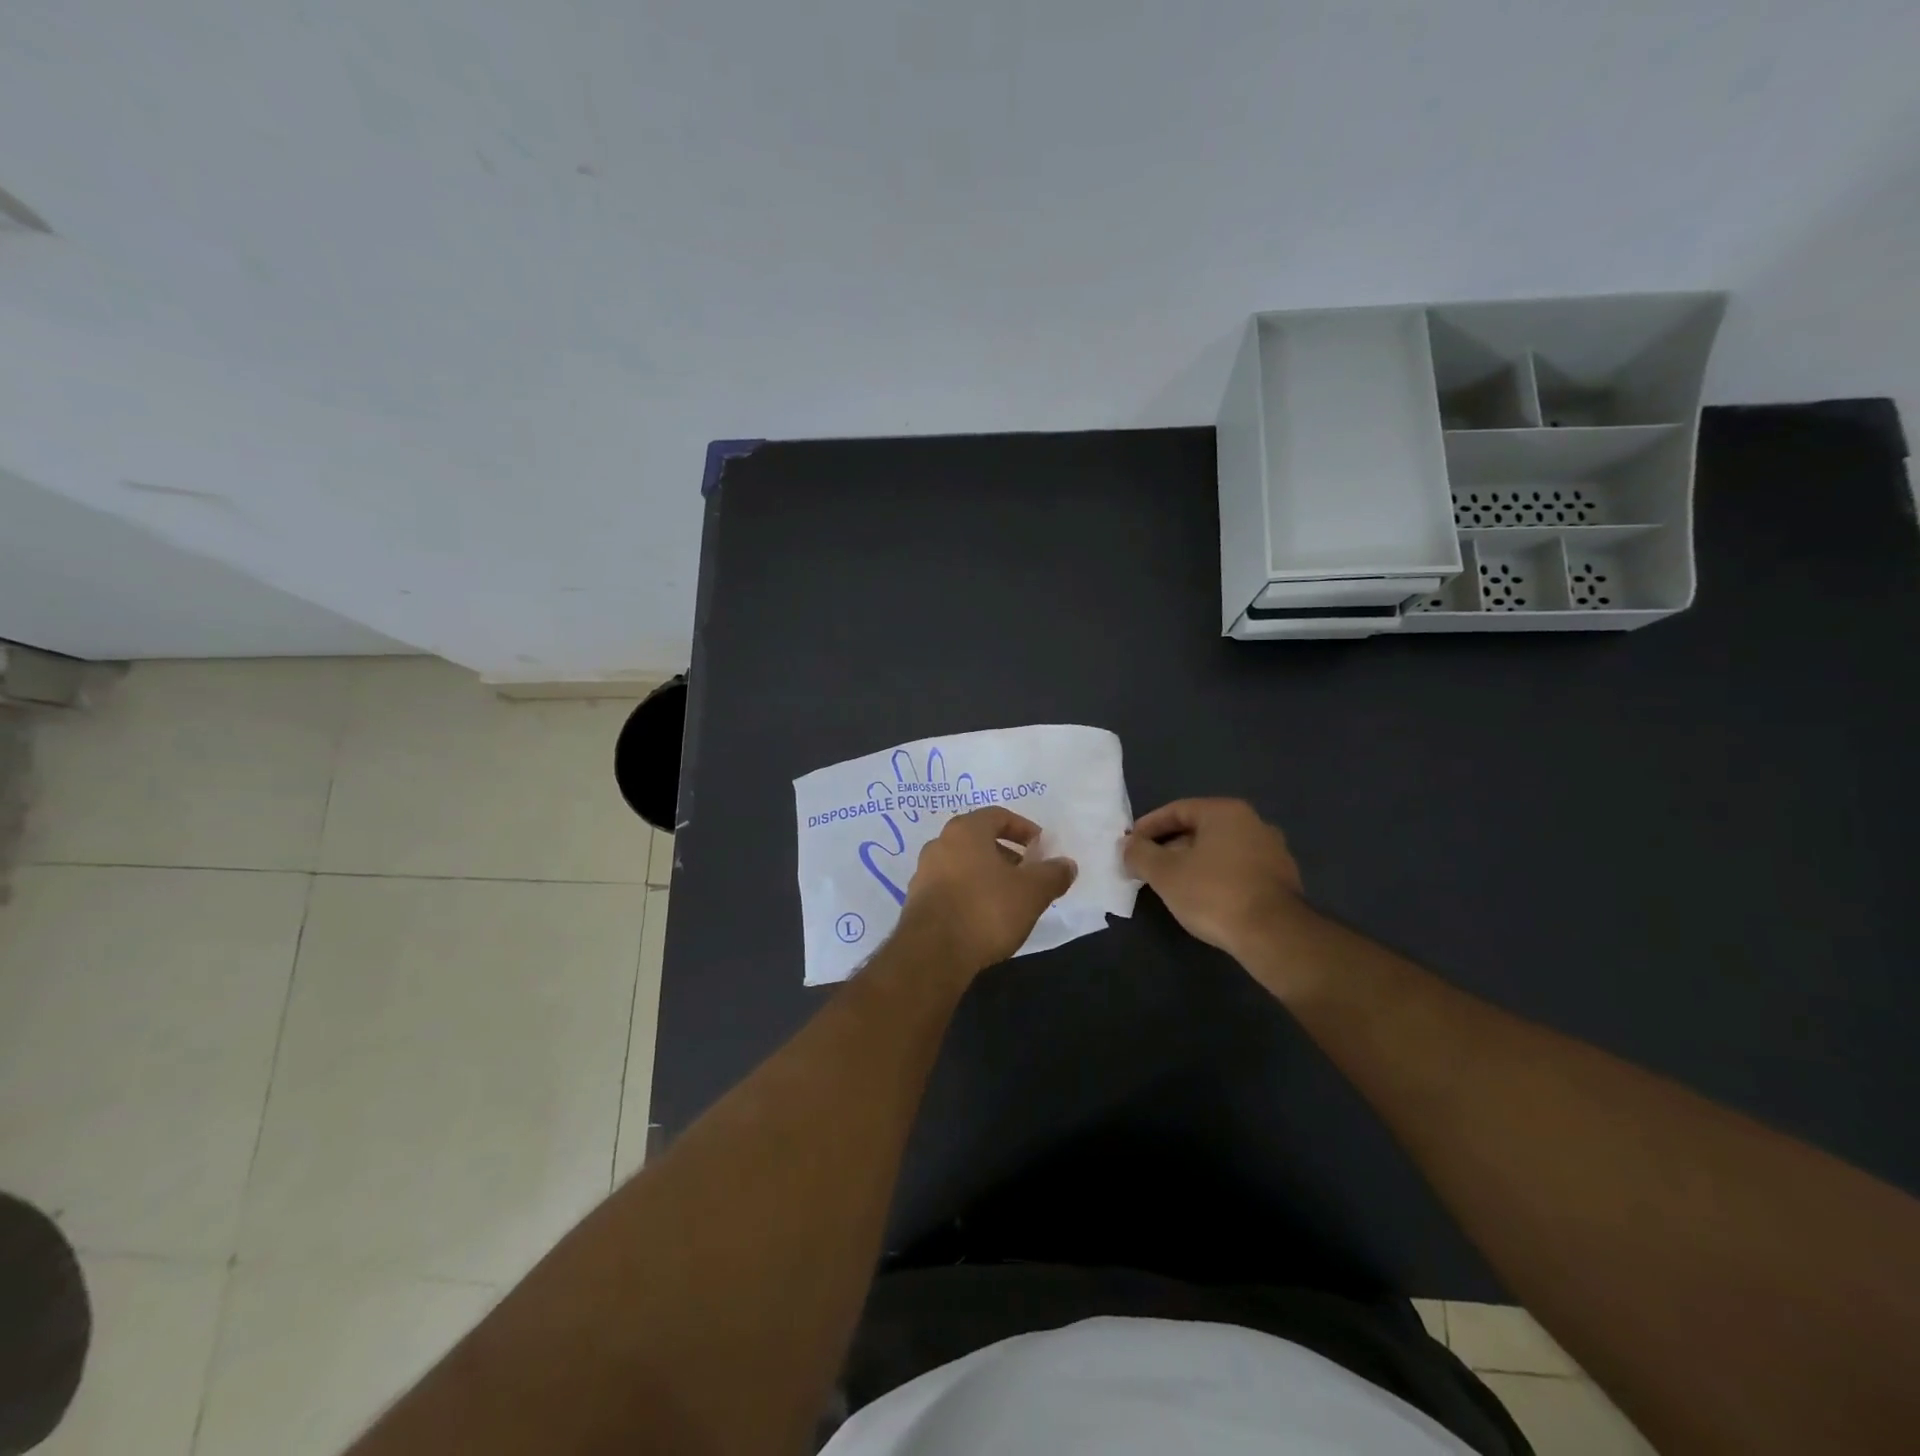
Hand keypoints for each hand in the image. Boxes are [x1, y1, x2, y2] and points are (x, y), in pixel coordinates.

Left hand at [896, 808, 1076, 977]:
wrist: (933, 954)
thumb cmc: (986, 910)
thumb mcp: (1032, 892)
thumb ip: (1053, 874)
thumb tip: (1067, 865)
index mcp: (965, 830)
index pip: (998, 815)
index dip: (1023, 828)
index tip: (1041, 848)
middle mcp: (940, 844)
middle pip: (979, 840)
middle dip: (1007, 854)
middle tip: (1028, 874)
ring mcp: (924, 873)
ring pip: (963, 864)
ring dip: (987, 875)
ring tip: (1009, 899)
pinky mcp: (916, 902)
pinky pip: (950, 887)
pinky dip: (970, 893)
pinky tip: (984, 918)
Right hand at [1122, 799, 1310, 967]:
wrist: (1274, 935)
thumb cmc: (1214, 894)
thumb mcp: (1165, 873)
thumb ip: (1139, 854)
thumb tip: (1127, 845)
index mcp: (1225, 812)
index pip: (1177, 810)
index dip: (1148, 826)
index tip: (1130, 845)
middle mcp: (1253, 823)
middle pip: (1199, 829)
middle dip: (1169, 846)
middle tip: (1147, 867)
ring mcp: (1272, 852)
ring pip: (1219, 850)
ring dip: (1192, 863)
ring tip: (1171, 885)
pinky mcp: (1282, 880)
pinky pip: (1237, 869)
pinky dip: (1215, 877)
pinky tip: (1203, 898)